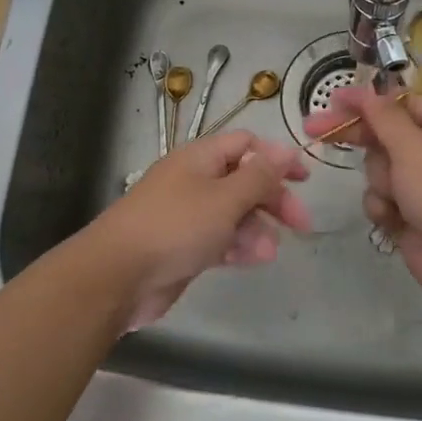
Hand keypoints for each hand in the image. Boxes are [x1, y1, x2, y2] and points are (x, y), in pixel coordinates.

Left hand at [93, 131, 313, 330]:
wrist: (117, 275)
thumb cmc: (175, 227)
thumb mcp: (225, 198)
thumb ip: (260, 176)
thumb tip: (286, 151)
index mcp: (200, 158)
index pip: (247, 145)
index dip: (277, 158)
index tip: (304, 181)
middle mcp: (194, 180)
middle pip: (244, 180)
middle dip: (273, 199)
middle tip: (300, 224)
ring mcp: (187, 214)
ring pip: (234, 213)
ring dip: (257, 228)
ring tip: (267, 252)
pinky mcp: (184, 246)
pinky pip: (220, 239)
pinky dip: (238, 246)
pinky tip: (252, 260)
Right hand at [304, 86, 421, 315]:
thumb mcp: (414, 149)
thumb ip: (385, 118)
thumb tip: (367, 92)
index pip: (400, 103)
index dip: (367, 100)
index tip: (333, 100)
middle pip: (384, 134)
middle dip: (356, 136)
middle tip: (314, 129)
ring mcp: (420, 185)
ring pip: (377, 169)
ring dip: (379, 182)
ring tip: (396, 198)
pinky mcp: (408, 214)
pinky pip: (380, 198)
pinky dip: (382, 207)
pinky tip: (393, 220)